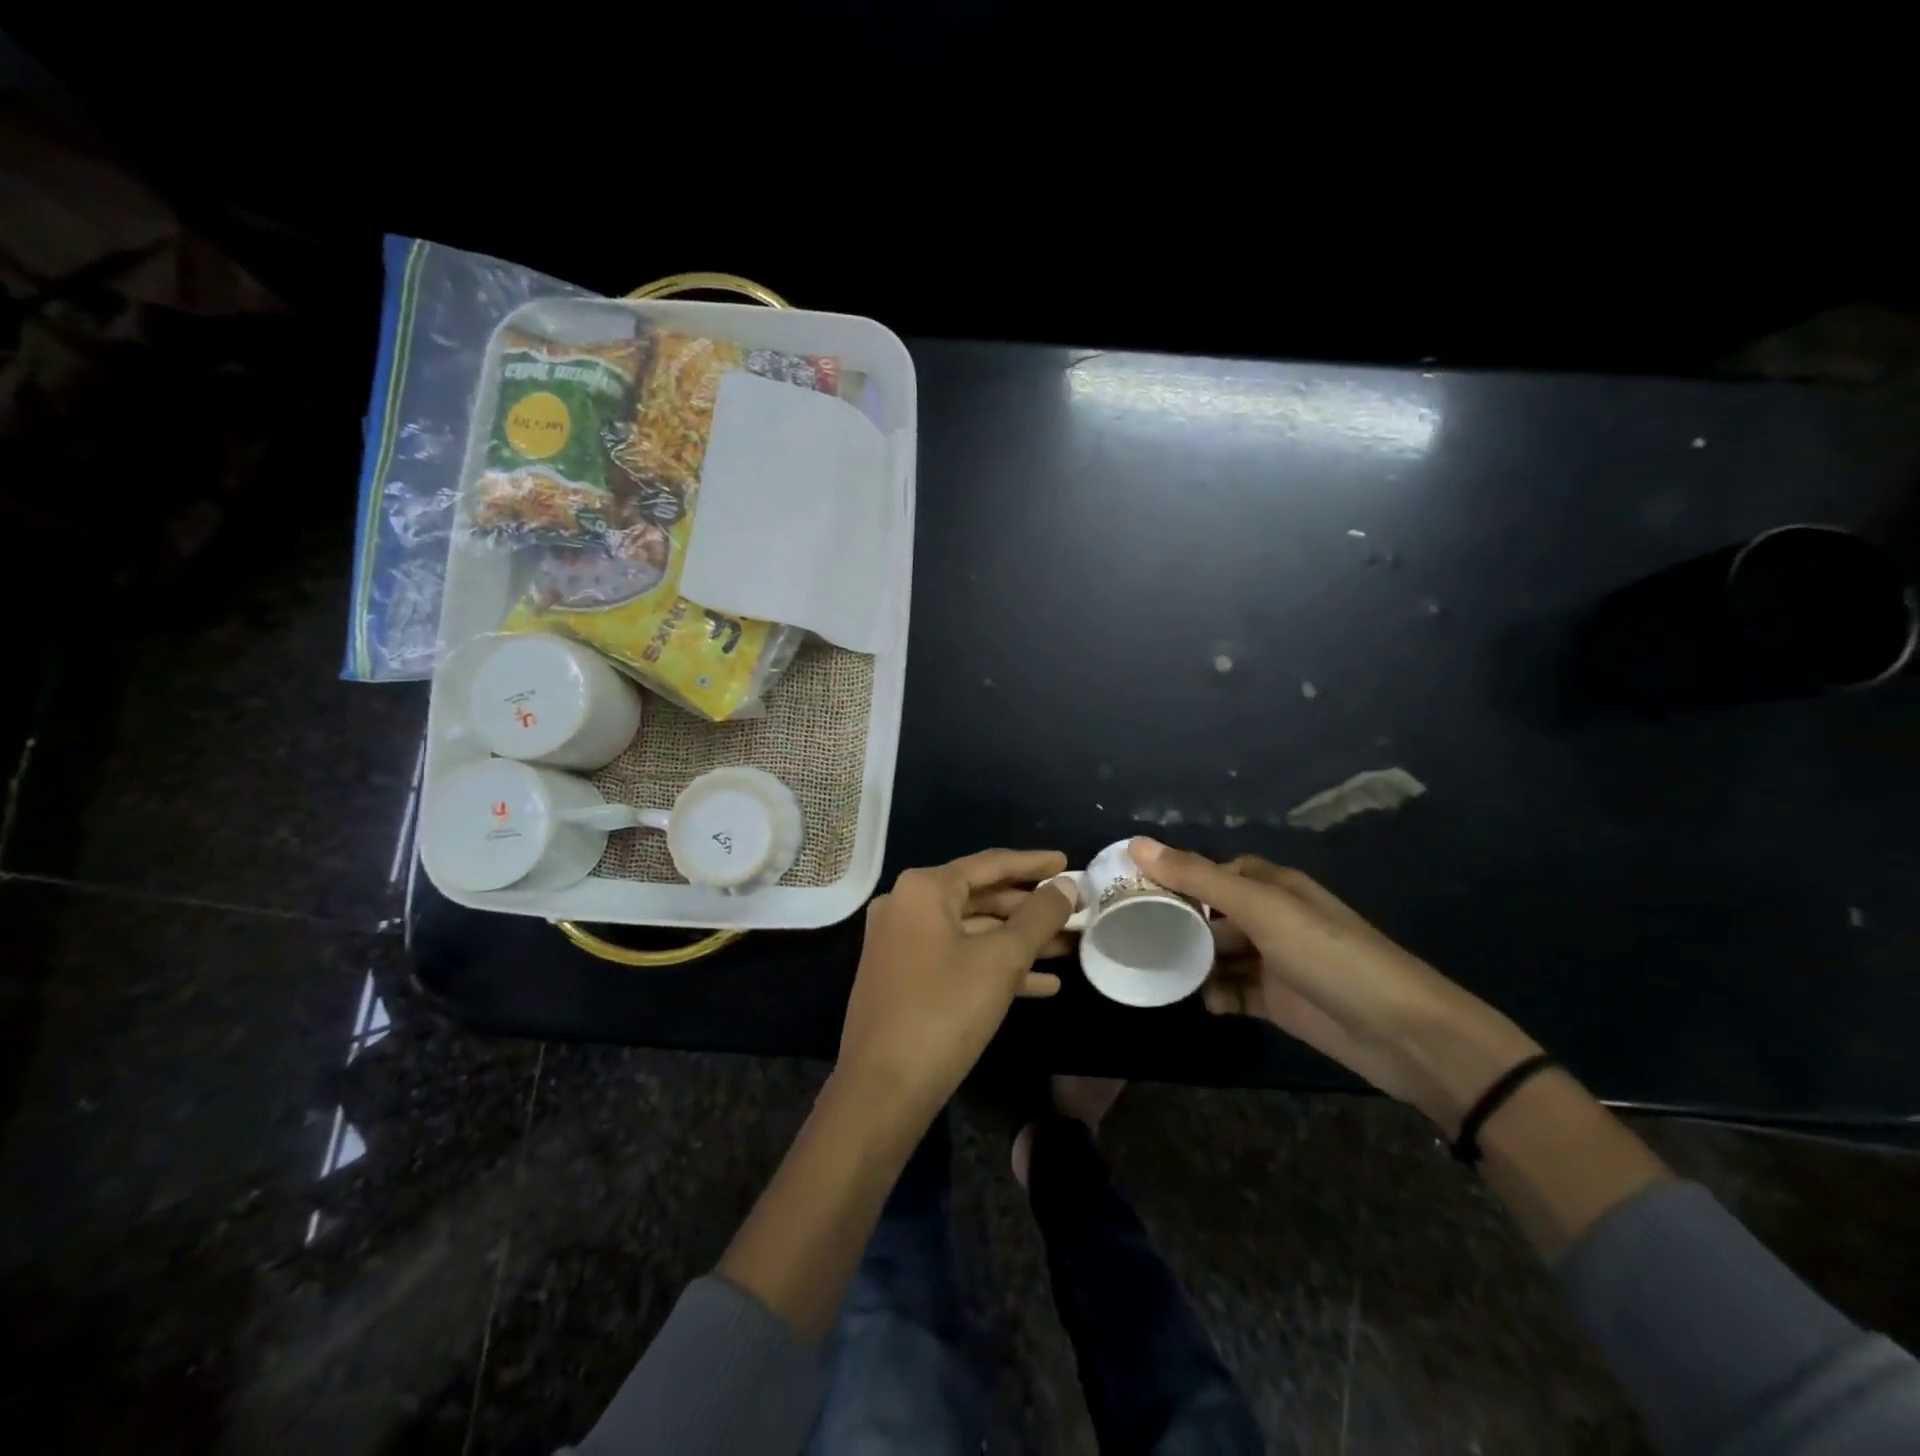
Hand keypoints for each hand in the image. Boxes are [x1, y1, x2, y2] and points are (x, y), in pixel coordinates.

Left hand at [838, 849, 1076, 1129]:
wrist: (883, 1089)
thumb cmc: (944, 1011)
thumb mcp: (1002, 960)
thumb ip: (1039, 917)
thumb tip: (1066, 886)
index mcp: (923, 889)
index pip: (989, 863)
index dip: (1033, 864)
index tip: (1068, 863)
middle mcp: (906, 906)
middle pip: (981, 897)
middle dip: (1031, 909)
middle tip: (1076, 911)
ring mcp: (902, 943)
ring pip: (973, 932)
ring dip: (1020, 942)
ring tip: (1070, 947)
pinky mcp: (905, 978)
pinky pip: (958, 959)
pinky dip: (996, 967)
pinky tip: (1044, 985)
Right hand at [1131, 838, 1540, 1133]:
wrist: (1404, 1034)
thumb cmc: (1330, 955)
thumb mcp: (1262, 909)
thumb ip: (1198, 878)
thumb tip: (1136, 844)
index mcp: (1271, 885)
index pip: (1210, 871)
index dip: (1174, 875)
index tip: (1132, 889)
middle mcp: (1270, 917)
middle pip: (1209, 913)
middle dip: (1175, 922)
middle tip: (1132, 934)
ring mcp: (1273, 961)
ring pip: (1216, 953)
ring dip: (1192, 962)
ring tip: (1159, 970)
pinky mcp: (1276, 1001)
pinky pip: (1232, 990)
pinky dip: (1216, 994)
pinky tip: (1207, 1002)